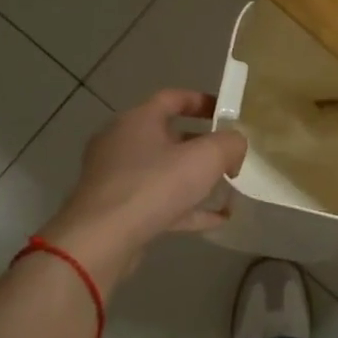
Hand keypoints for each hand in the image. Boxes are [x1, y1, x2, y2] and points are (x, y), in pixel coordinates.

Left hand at [41, 90, 248, 291]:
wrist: (101, 239)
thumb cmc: (154, 186)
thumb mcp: (206, 158)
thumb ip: (230, 144)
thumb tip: (236, 146)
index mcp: (138, 120)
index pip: (172, 98)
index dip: (202, 101)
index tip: (226, 113)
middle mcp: (122, 142)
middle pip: (168, 136)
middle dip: (202, 145)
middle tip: (229, 157)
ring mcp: (116, 177)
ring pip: (163, 171)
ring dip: (194, 179)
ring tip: (226, 189)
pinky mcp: (116, 209)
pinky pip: (158, 202)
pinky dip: (185, 207)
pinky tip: (215, 220)